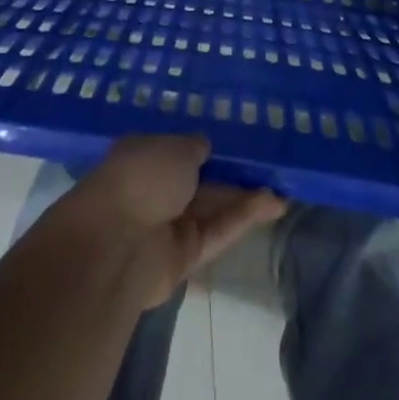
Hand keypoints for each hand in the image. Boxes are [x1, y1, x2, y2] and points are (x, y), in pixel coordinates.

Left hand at [48, 136, 286, 310]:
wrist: (116, 244)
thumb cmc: (142, 177)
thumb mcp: (176, 147)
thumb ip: (196, 147)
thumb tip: (204, 148)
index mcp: (144, 155)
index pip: (180, 150)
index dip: (210, 148)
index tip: (242, 142)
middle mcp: (155, 189)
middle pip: (201, 181)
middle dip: (233, 174)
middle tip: (271, 167)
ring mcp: (169, 224)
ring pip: (213, 207)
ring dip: (245, 197)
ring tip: (283, 187)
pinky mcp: (184, 257)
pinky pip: (218, 231)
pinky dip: (243, 218)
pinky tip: (273, 204)